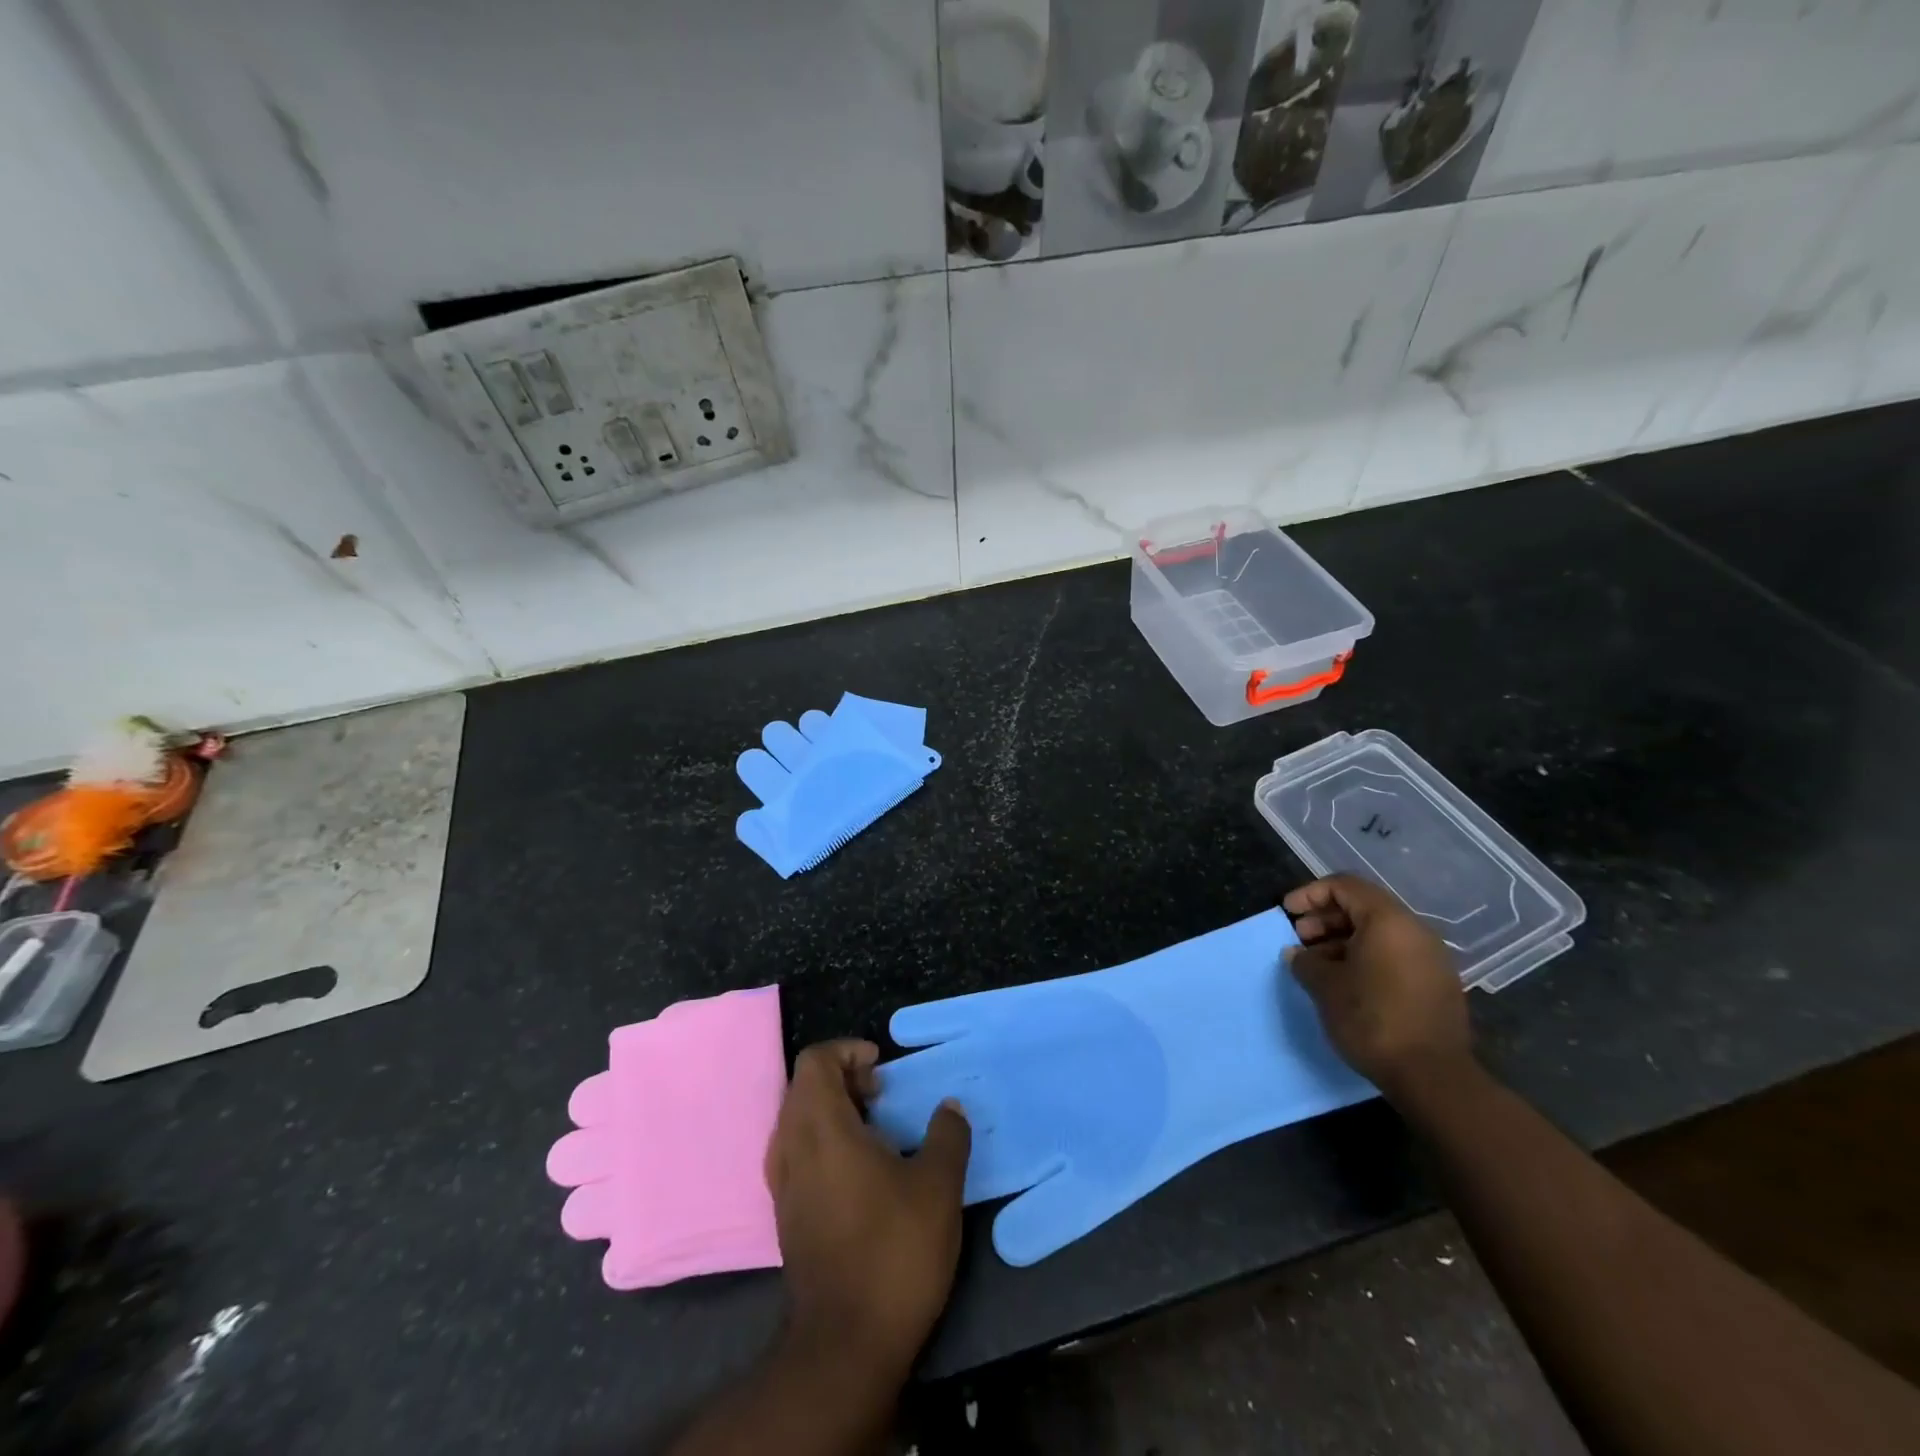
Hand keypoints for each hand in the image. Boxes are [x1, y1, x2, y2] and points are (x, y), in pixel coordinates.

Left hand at [765, 1040, 970, 1379]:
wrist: (845, 1344)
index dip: (847, 1051)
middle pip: (803, 1087)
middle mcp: (793, 1149)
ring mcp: (784, 1185)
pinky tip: (859, 1171)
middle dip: (843, 1078)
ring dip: (832, 1111)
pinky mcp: (785, 1216)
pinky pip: (796, 1154)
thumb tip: (949, 1107)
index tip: (882, 1069)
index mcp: (823, 1129)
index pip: (815, 1061)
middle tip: (882, 1096)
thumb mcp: (938, 1188)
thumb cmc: (893, 1252)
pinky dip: (823, 1142)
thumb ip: (947, 1136)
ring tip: (874, 1130)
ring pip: (797, 1121)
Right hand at [1283, 875, 1472, 1100]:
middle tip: (1299, 939)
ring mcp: (1431, 959)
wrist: (1433, 1077)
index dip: (1310, 894)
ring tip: (1318, 965)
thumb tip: (1296, 954)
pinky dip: (1366, 958)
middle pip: (1363, 907)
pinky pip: (1395, 955)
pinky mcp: (1437, 985)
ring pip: (1380, 934)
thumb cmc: (1372, 1018)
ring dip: (1343, 941)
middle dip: (1326, 918)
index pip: (1344, 886)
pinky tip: (1347, 983)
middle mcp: (1415, 931)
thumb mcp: (1325, 986)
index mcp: (1388, 921)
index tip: (1288, 913)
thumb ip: (1305, 961)